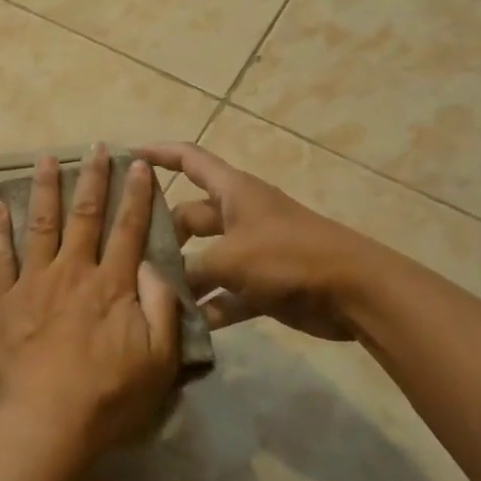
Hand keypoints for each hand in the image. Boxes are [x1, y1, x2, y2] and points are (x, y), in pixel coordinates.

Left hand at [0, 147, 181, 462]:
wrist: (46, 425)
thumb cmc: (108, 398)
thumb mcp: (159, 360)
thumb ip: (161, 306)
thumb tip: (150, 265)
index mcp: (112, 285)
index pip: (128, 229)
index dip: (135, 195)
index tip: (138, 164)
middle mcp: (73, 272)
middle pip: (85, 215)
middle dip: (93, 178)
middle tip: (96, 148)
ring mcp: (33, 283)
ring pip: (40, 224)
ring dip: (44, 188)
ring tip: (46, 158)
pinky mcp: (1, 301)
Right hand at [138, 142, 357, 340]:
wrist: (354, 292)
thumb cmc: (288, 257)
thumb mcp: (230, 258)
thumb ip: (189, 269)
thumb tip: (157, 280)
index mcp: (232, 192)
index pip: (189, 159)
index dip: (159, 153)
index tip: (126, 155)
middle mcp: (239, 216)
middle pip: (190, 216)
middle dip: (163, 233)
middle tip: (129, 254)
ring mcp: (252, 251)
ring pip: (205, 258)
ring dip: (184, 276)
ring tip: (148, 293)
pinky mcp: (263, 285)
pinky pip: (226, 293)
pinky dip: (209, 307)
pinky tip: (184, 326)